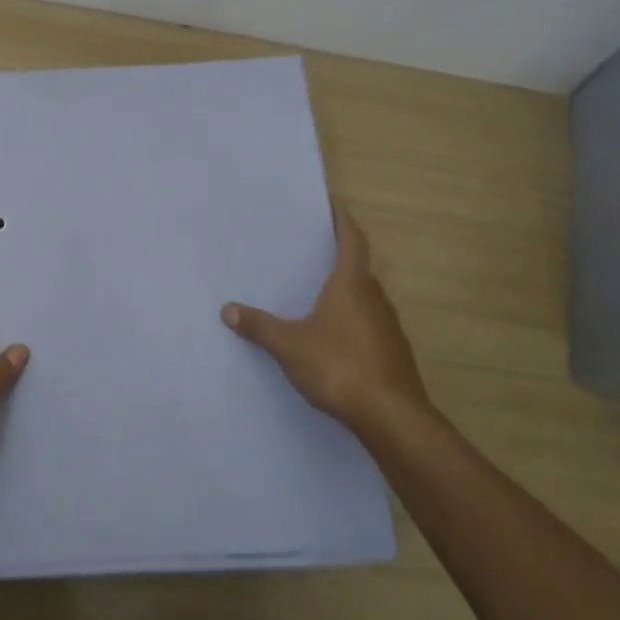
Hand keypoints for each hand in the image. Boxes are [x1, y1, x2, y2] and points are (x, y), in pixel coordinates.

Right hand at [222, 202, 431, 442]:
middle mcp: (374, 297)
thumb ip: (259, 326)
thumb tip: (227, 309)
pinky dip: (352, 319)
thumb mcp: (290, 345)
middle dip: (339, 255)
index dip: (342, 219)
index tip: (332, 202)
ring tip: (318, 291)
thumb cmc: (339, 366)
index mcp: (351, 284)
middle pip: (359, 266)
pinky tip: (334, 335)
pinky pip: (369, 323)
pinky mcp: (393, 352)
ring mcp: (388, 326)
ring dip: (346, 290)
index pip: (351, 239)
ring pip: (365, 297)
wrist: (391, 417)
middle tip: (313, 248)